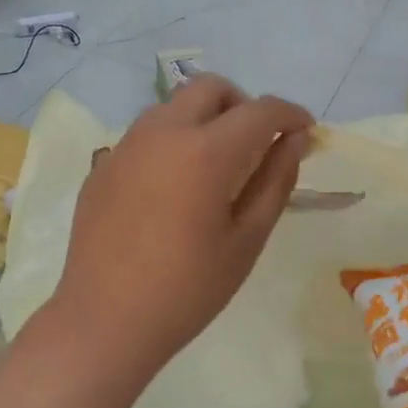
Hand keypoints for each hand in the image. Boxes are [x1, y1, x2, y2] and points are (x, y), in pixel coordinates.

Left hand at [52, 75, 313, 378]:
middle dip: (243, 104)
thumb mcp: (247, 239)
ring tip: (214, 165)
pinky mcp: (102, 165)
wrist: (105, 320)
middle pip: (210, 88)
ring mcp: (126, 145)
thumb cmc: (189, 288)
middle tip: (257, 144)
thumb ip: (275, 180)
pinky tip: (173, 188)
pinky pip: (145, 134)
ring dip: (203, 118)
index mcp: (206, 150)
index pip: (260, 109)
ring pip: (173, 106)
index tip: (304, 130)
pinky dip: (171, 141)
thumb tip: (294, 140)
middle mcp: (163, 132)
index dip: (290, 114)